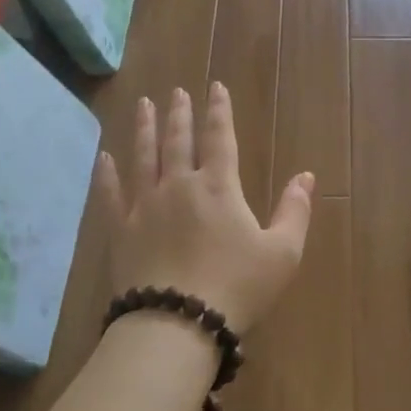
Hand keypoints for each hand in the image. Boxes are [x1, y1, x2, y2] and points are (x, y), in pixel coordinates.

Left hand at [94, 83, 313, 337]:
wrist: (177, 323)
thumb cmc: (236, 288)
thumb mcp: (282, 253)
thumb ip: (295, 211)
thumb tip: (306, 175)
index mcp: (218, 186)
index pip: (220, 137)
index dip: (219, 110)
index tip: (215, 87)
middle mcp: (178, 185)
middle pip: (177, 140)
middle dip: (179, 114)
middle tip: (176, 92)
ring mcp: (144, 206)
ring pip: (143, 157)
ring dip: (144, 129)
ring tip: (144, 105)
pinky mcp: (120, 230)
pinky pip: (110, 194)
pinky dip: (106, 173)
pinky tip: (103, 157)